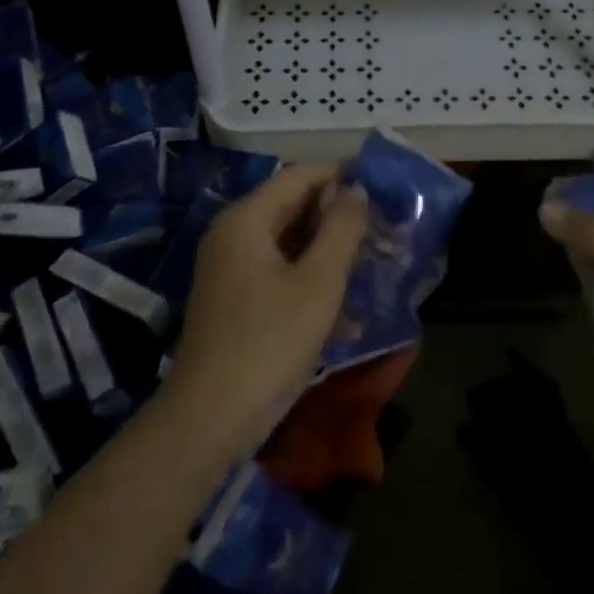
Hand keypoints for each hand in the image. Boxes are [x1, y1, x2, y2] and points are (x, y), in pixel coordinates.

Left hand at [163, 164, 369, 454]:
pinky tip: (347, 311)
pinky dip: (310, 280)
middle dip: (337, 216)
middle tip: (382, 227)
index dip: (340, 175)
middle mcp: (233, 234)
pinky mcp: (234, 300)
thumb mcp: (319, 283)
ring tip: (372, 263)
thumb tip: (357, 189)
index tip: (381, 185)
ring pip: (288, 243)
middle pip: (291, 207)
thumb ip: (341, 230)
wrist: (211, 418)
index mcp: (246, 219)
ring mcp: (230, 269)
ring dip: (328, 251)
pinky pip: (278, 273)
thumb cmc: (270, 341)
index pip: (299, 176)